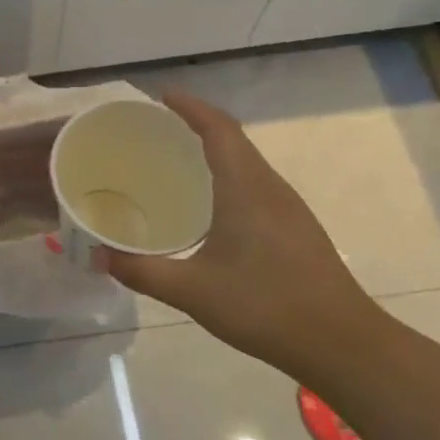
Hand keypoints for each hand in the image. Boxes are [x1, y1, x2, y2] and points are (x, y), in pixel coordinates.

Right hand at [103, 90, 378, 372]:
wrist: (343, 344)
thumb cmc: (266, 307)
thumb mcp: (193, 291)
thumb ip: (142, 271)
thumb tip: (97, 256)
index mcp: (246, 189)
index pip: (218, 129)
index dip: (190, 106)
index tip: (160, 95)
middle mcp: (269, 188)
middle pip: (233, 139)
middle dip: (196, 124)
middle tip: (154, 128)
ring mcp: (287, 208)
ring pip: (247, 162)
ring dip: (214, 149)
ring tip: (175, 158)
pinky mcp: (295, 228)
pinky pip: (255, 183)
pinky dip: (227, 174)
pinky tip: (208, 203)